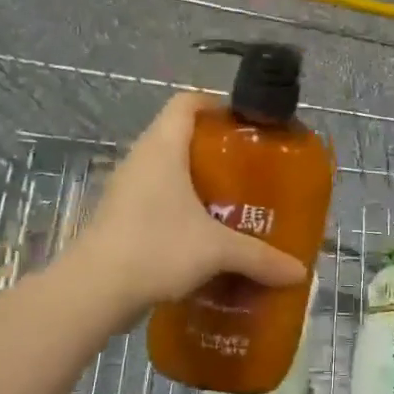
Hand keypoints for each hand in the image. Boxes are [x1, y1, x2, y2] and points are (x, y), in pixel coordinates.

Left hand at [64, 93, 307, 326]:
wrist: (94, 291)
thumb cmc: (157, 247)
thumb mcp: (216, 250)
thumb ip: (259, 257)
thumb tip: (299, 272)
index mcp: (163, 146)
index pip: (187, 102)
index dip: (216, 105)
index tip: (246, 125)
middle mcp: (142, 158)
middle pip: (180, 135)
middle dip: (215, 149)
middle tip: (249, 169)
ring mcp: (127, 188)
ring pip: (167, 170)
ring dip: (197, 182)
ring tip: (232, 202)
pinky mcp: (119, 216)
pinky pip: (156, 198)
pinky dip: (179, 207)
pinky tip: (203, 234)